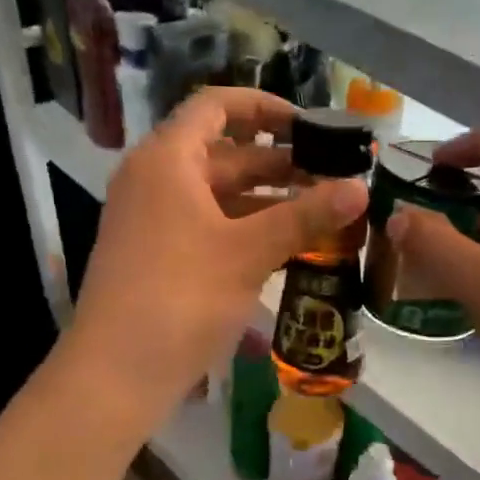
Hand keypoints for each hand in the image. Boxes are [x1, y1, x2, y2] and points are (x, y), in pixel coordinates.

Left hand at [71, 86, 367, 411]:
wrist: (117, 373)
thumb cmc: (181, 297)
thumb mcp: (249, 252)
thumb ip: (306, 216)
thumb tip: (361, 188)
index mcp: (168, 160)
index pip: (217, 107)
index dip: (265, 108)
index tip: (311, 127)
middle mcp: (156, 179)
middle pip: (224, 153)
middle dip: (280, 163)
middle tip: (334, 177)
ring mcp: (154, 219)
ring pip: (220, 194)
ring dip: (269, 200)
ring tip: (322, 212)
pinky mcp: (159, 255)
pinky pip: (210, 225)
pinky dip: (247, 228)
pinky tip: (288, 246)